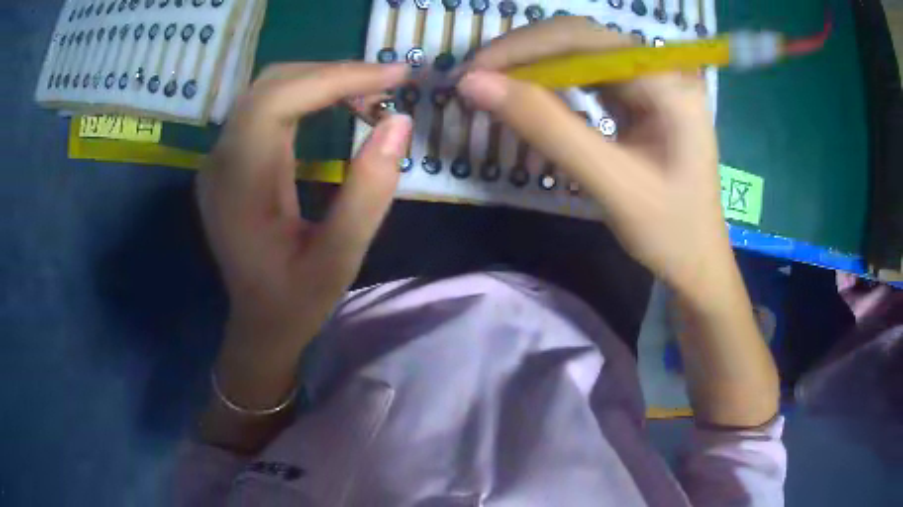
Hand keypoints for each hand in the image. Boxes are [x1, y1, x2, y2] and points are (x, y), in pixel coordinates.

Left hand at [198, 62, 411, 347]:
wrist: (258, 324)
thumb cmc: (295, 301)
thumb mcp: (339, 260)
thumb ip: (368, 193)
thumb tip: (399, 123)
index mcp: (238, 184)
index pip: (277, 100)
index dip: (336, 77)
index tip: (394, 75)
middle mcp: (220, 160)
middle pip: (272, 84)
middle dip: (333, 73)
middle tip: (388, 84)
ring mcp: (220, 158)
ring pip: (269, 89)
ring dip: (322, 81)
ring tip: (370, 93)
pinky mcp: (230, 160)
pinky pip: (266, 108)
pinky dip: (307, 96)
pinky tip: (338, 106)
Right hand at [457, 18, 730, 301]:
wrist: (696, 261)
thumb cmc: (668, 231)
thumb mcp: (610, 183)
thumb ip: (546, 128)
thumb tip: (475, 84)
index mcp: (667, 84)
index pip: (585, 39)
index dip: (523, 48)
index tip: (472, 72)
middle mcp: (661, 71)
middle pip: (581, 39)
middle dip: (525, 54)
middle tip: (476, 80)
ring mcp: (651, 82)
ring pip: (580, 54)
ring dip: (535, 66)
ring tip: (494, 86)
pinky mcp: (640, 99)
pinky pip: (588, 77)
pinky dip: (553, 83)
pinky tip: (529, 95)